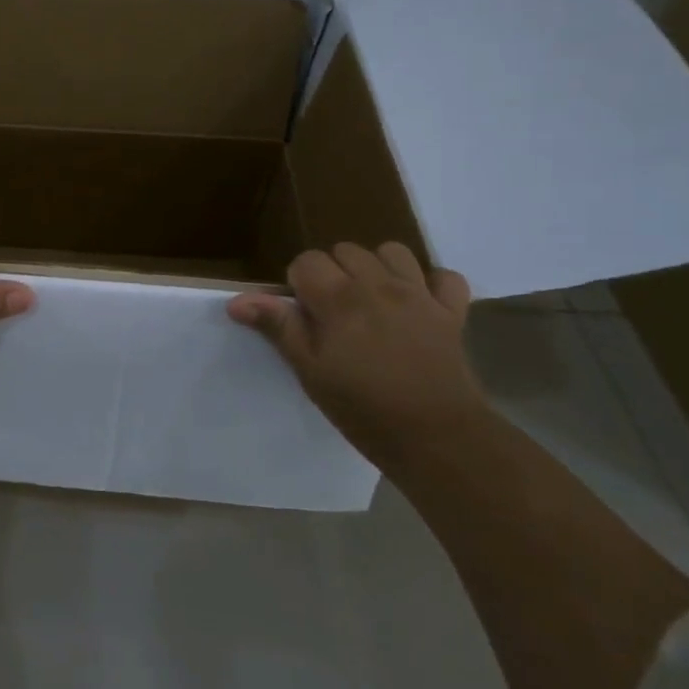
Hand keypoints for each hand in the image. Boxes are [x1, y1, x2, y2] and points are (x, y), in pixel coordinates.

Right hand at [227, 242, 484, 448]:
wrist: (437, 438)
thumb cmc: (362, 408)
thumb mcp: (310, 371)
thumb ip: (278, 327)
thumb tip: (236, 301)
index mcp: (339, 298)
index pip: (307, 261)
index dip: (298, 284)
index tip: (303, 315)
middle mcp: (379, 285)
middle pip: (346, 251)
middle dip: (334, 272)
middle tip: (332, 312)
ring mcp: (420, 295)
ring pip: (393, 252)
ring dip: (377, 267)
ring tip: (371, 299)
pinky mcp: (452, 312)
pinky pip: (445, 277)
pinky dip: (431, 283)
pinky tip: (418, 303)